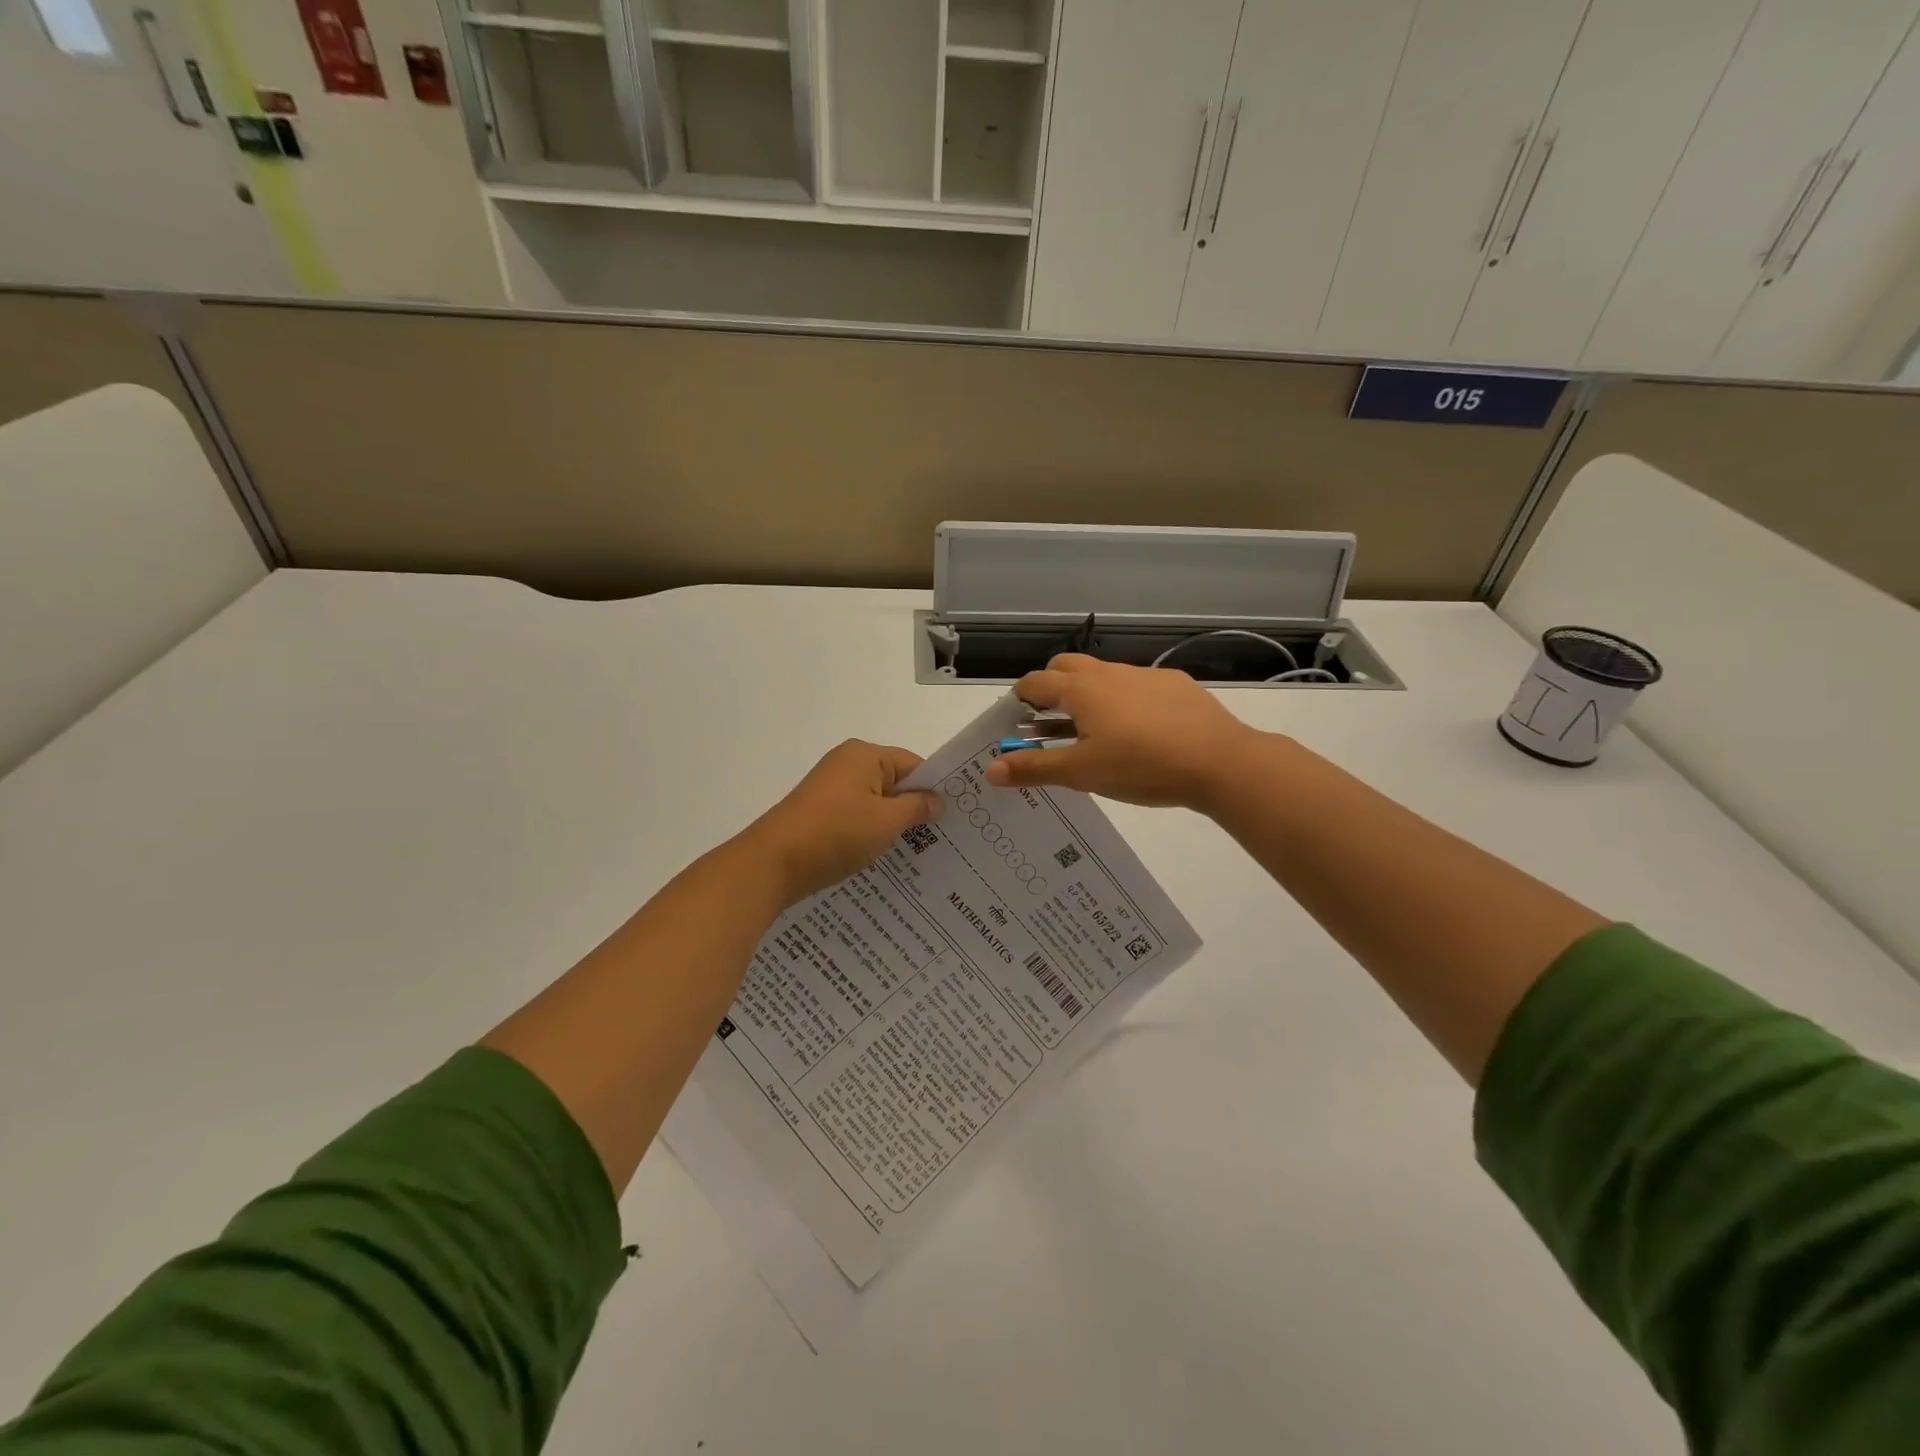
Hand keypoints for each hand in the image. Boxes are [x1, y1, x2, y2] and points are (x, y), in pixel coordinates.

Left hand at [744, 740, 941, 902]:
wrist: (771, 864)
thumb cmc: (836, 834)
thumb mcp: (886, 821)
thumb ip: (917, 808)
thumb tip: (937, 800)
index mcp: (864, 755)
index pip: (914, 764)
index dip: (935, 789)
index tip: (955, 817)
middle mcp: (846, 764)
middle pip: (894, 783)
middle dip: (915, 809)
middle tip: (943, 838)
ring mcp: (829, 789)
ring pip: (875, 804)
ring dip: (893, 825)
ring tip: (918, 853)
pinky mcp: (818, 813)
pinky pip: (856, 818)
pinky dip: (870, 834)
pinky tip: (884, 858)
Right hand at [983, 654, 1261, 810]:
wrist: (1220, 762)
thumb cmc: (1141, 766)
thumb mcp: (1082, 773)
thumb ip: (1035, 768)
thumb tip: (990, 769)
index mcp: (1082, 690)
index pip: (1036, 682)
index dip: (1018, 699)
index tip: (1013, 719)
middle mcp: (1109, 673)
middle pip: (1066, 667)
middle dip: (1050, 687)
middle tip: (1046, 721)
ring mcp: (1145, 676)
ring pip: (1103, 676)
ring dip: (1086, 695)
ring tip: (1088, 731)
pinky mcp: (1175, 686)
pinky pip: (1135, 686)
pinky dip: (1121, 701)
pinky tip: (1136, 732)